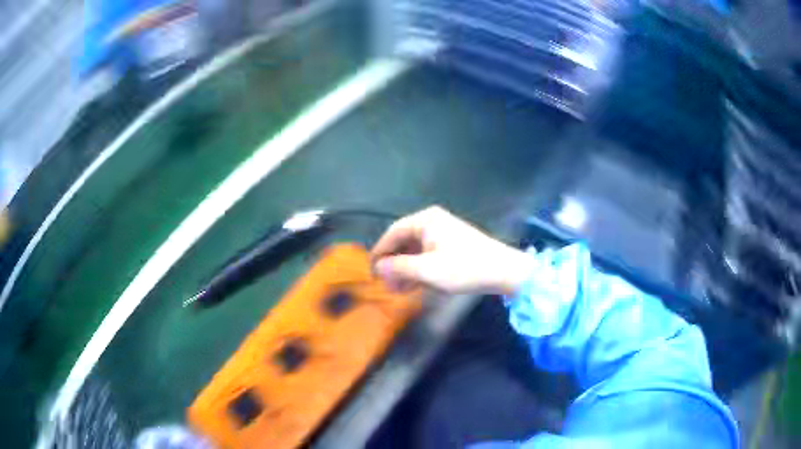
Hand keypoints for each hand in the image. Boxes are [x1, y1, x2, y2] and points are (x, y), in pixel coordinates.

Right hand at [371, 206, 532, 294]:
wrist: (503, 271)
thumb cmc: (464, 268)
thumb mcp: (427, 270)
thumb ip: (399, 267)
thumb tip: (378, 267)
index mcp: (425, 220)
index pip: (393, 233)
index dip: (380, 253)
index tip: (371, 272)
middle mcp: (432, 221)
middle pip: (404, 242)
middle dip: (395, 265)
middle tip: (388, 286)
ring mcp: (443, 232)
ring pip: (415, 250)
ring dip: (407, 269)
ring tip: (401, 290)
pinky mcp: (452, 243)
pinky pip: (428, 254)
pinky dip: (420, 269)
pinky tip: (417, 285)